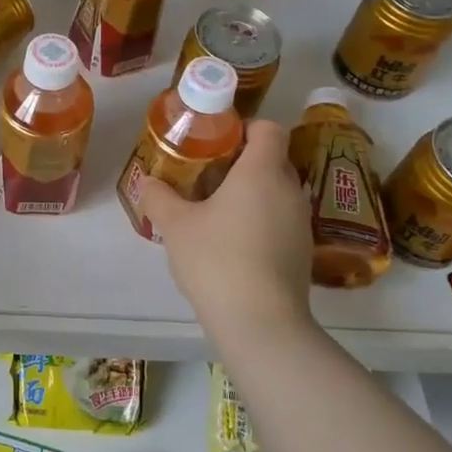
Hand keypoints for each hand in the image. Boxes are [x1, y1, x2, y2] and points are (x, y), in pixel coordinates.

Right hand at [137, 120, 315, 339]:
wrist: (261, 323)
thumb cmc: (217, 260)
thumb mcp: (175, 226)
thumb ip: (159, 197)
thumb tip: (149, 182)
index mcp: (261, 172)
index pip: (268, 128)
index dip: (244, 127)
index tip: (216, 141)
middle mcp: (289, 190)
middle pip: (272, 160)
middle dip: (241, 163)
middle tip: (206, 177)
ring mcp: (300, 222)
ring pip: (276, 192)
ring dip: (251, 194)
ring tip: (216, 213)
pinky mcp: (303, 252)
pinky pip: (281, 220)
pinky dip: (260, 221)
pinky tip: (233, 245)